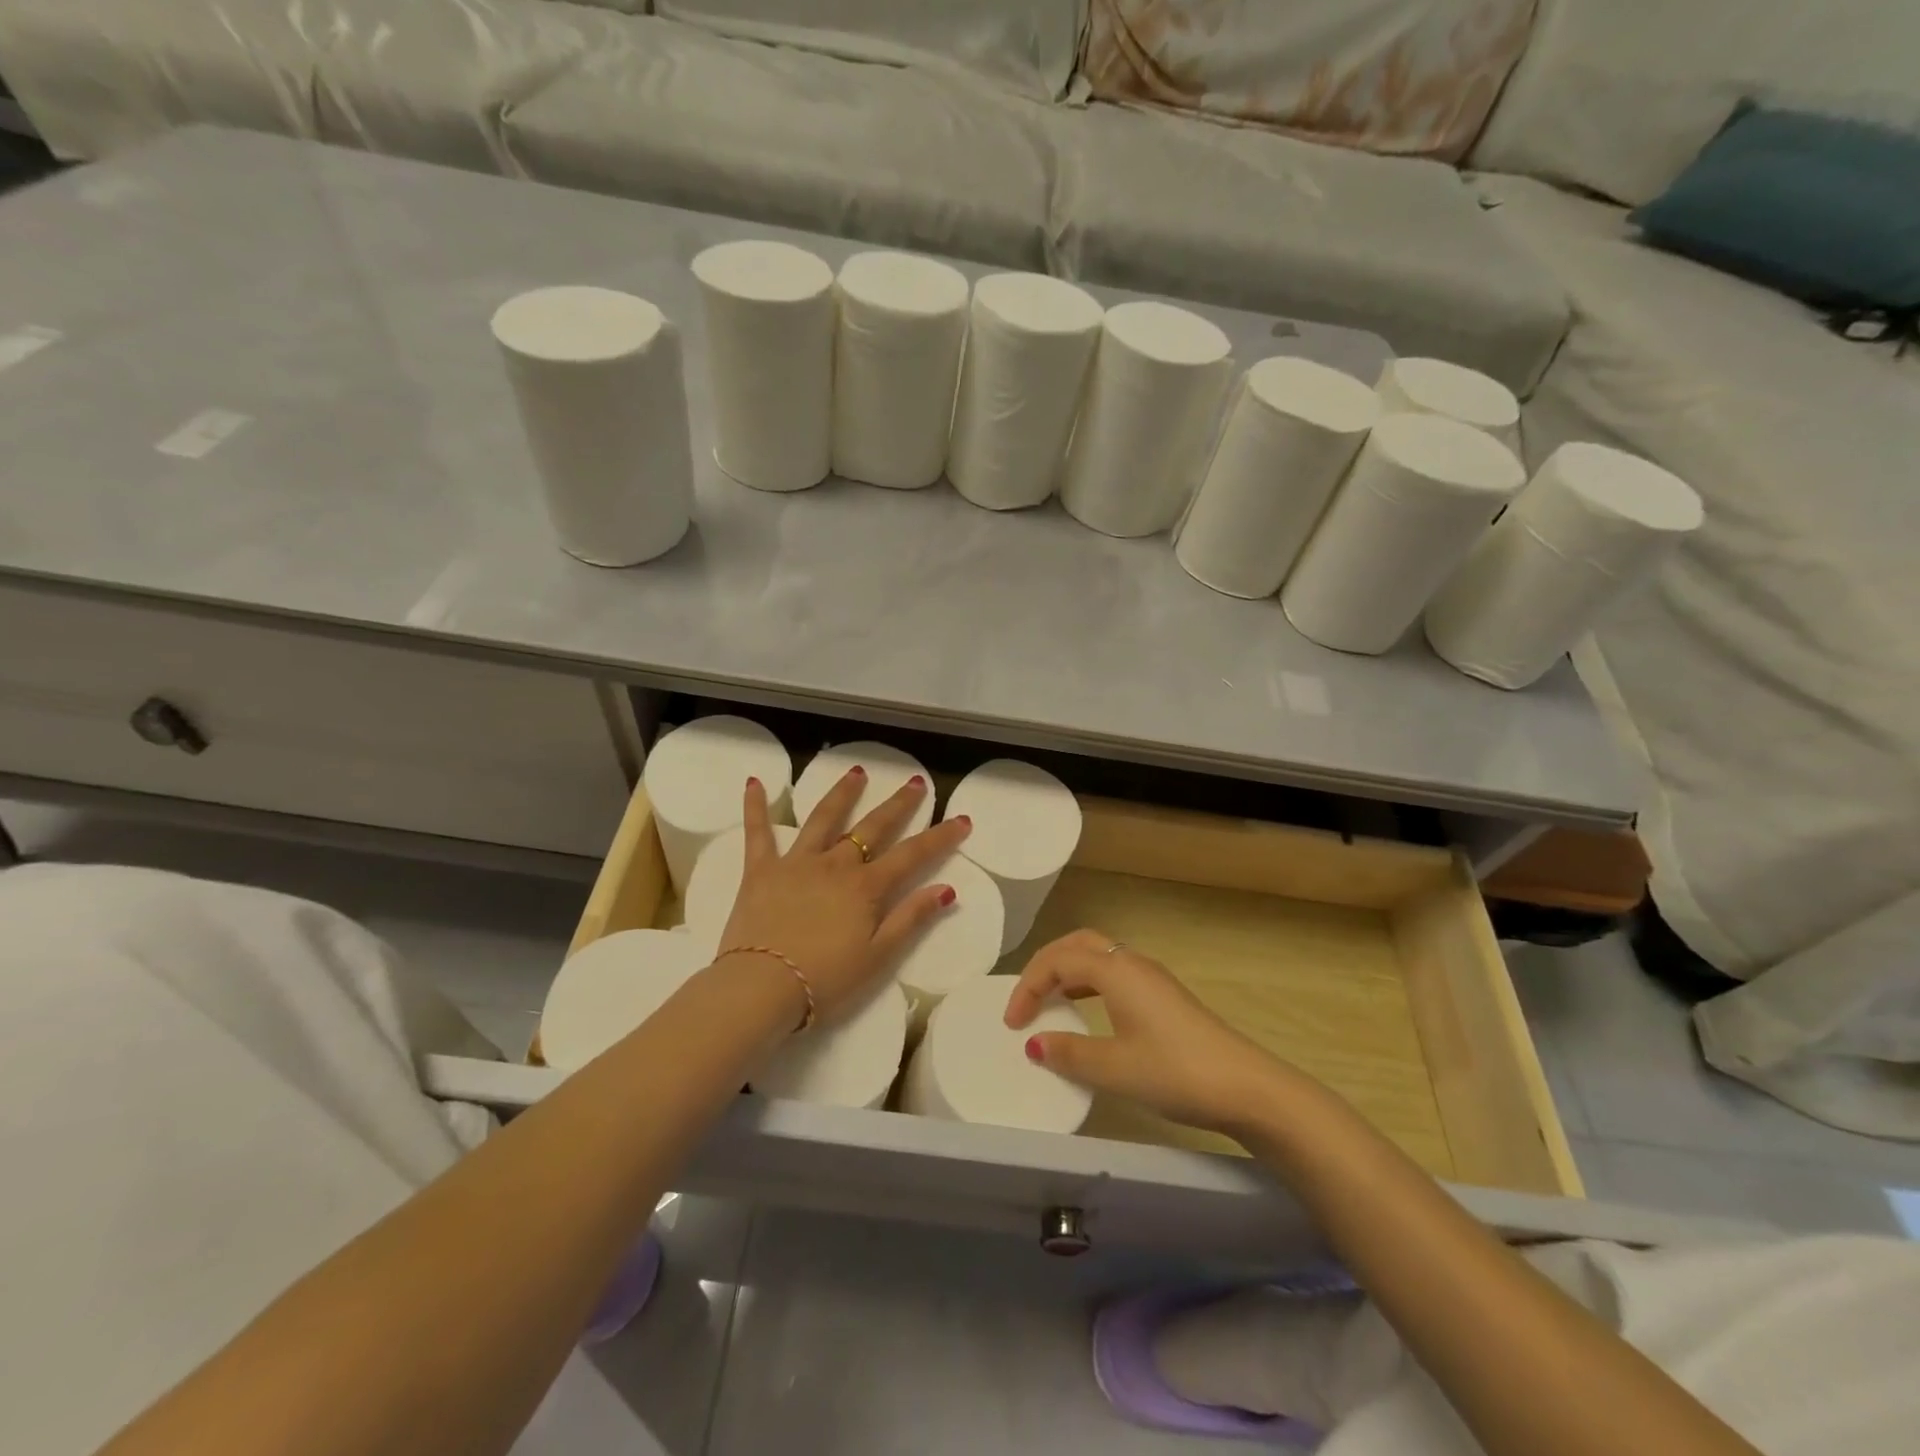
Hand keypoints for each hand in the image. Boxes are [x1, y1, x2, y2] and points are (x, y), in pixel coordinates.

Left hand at [717, 769, 970, 1023]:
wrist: (760, 988)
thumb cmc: (825, 980)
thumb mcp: (878, 957)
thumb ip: (911, 919)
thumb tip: (946, 889)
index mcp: (866, 887)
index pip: (912, 855)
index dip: (940, 837)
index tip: (961, 819)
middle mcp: (834, 864)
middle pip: (872, 827)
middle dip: (898, 804)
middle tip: (915, 782)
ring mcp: (796, 863)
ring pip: (823, 818)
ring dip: (842, 793)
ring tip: (857, 772)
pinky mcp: (761, 871)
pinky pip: (758, 833)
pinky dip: (756, 807)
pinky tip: (754, 783)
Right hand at [1003, 929, 1289, 1135]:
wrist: (1246, 1087)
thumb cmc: (1176, 1072)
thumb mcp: (1115, 1069)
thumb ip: (1070, 1054)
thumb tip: (1034, 1044)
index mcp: (1116, 971)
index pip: (1058, 961)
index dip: (1028, 987)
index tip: (1012, 1024)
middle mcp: (1132, 963)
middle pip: (1077, 945)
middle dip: (1045, 966)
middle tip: (1025, 1000)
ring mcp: (1152, 977)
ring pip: (1098, 956)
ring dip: (1067, 971)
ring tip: (1049, 1002)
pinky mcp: (1164, 995)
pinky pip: (1113, 973)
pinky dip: (1088, 983)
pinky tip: (1086, 1011)